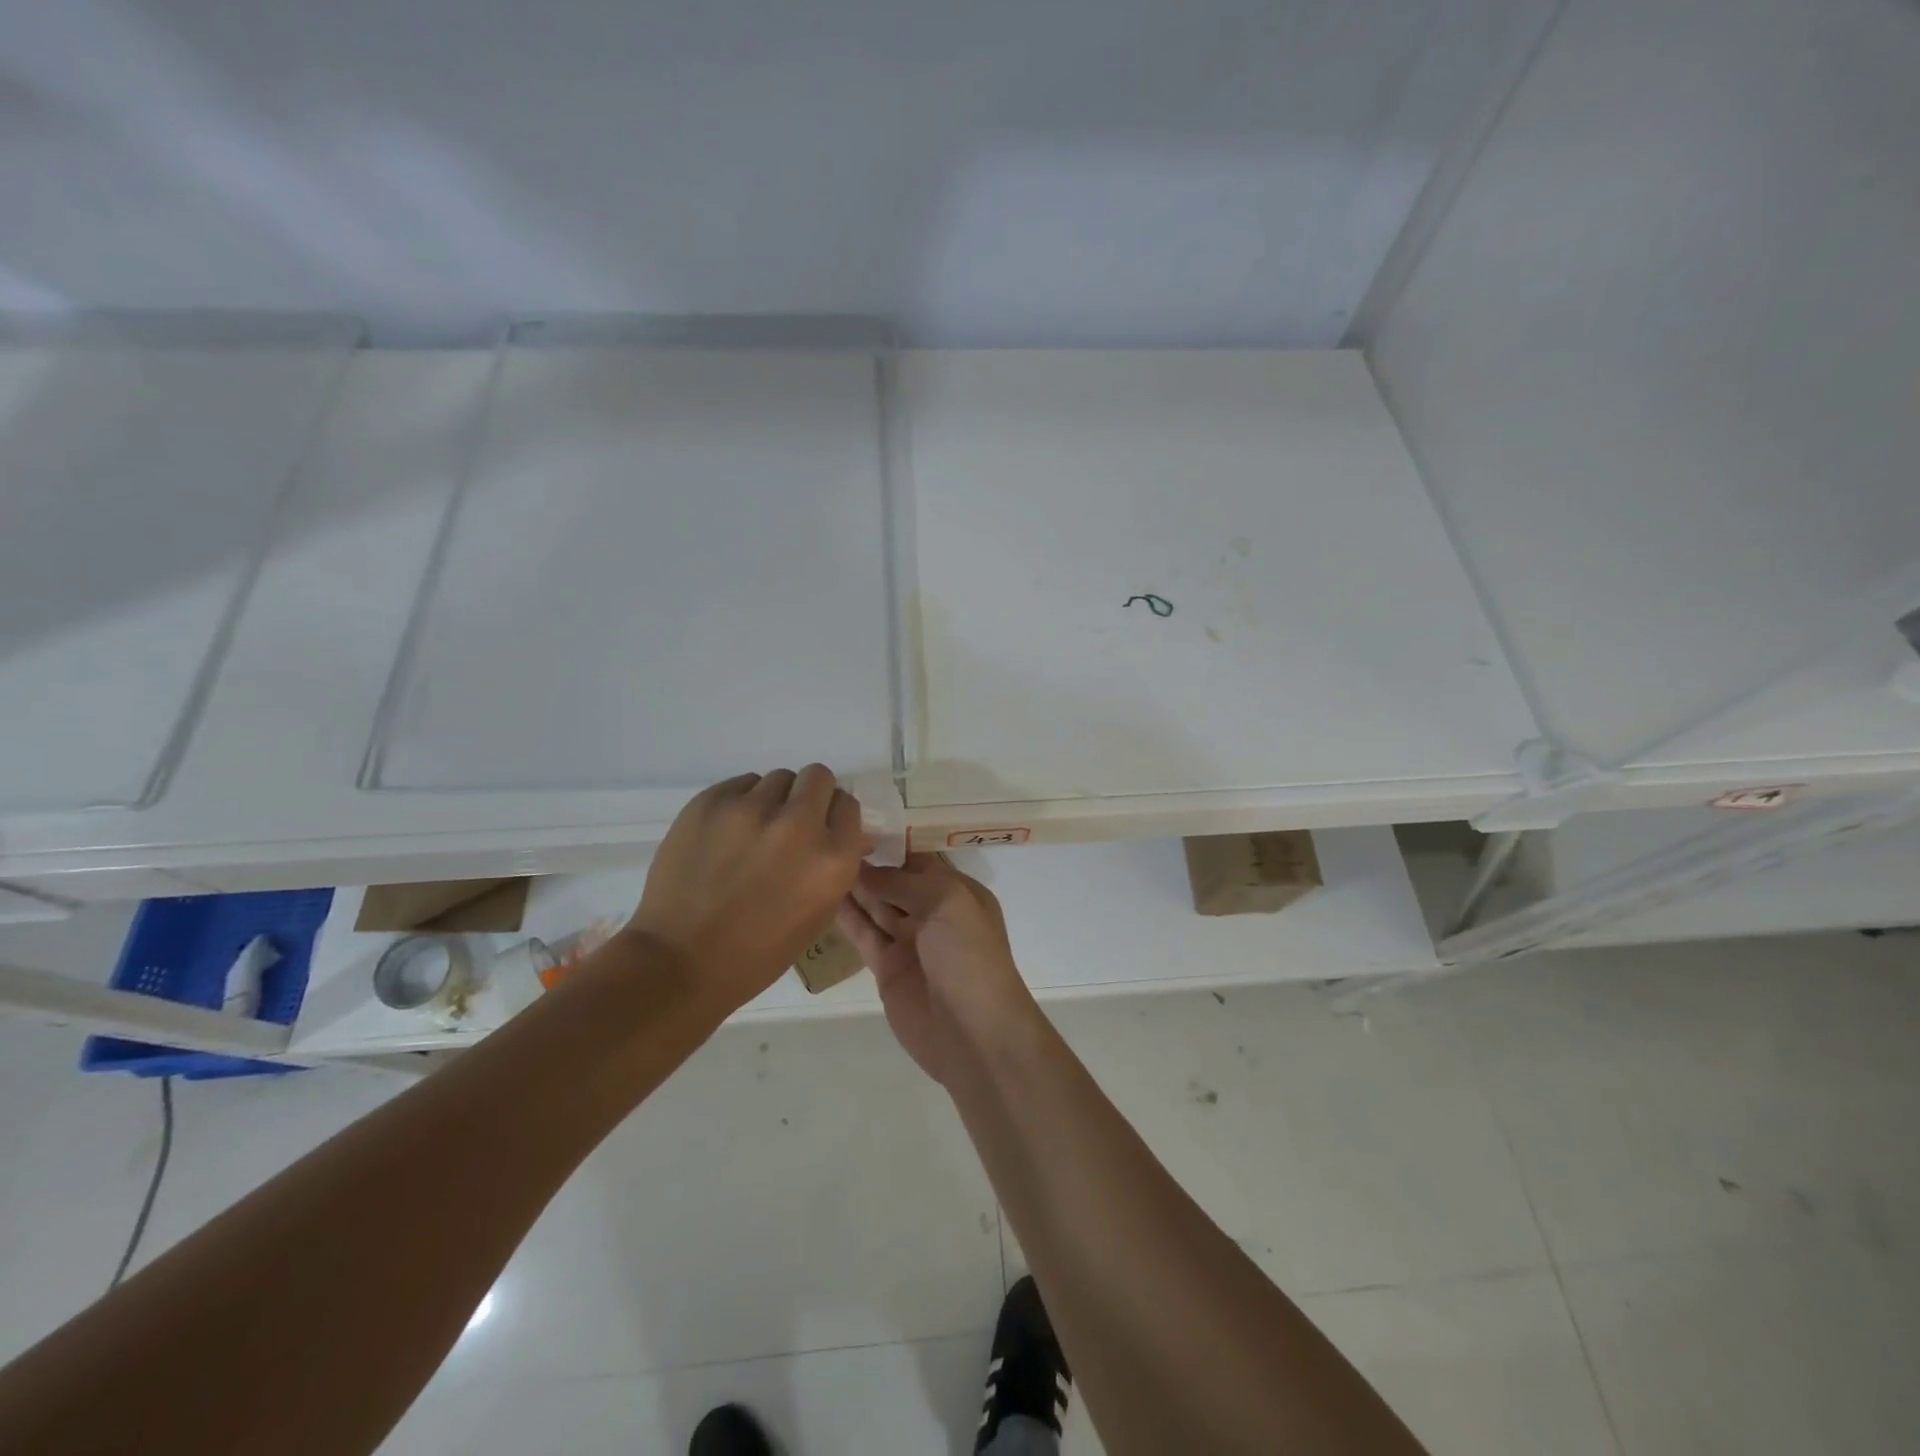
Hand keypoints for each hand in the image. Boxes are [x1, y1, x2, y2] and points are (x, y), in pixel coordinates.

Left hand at [629, 766, 865, 1010]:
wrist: (680, 961)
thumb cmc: (758, 952)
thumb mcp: (818, 914)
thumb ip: (835, 865)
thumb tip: (845, 832)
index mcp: (833, 859)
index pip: (847, 805)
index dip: (833, 816)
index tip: (818, 829)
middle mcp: (799, 824)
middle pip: (817, 777)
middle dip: (808, 796)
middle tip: (789, 822)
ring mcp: (752, 809)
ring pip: (776, 779)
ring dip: (773, 800)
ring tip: (751, 832)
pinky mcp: (711, 801)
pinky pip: (740, 785)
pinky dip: (739, 803)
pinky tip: (724, 836)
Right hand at [835, 853, 1041, 1084]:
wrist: (974, 1033)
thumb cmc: (969, 956)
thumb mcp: (946, 902)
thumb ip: (902, 882)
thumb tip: (865, 867)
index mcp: (958, 892)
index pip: (919, 858)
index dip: (891, 843)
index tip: (854, 822)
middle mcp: (934, 912)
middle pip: (894, 881)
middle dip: (867, 862)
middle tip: (824, 838)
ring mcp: (909, 941)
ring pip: (875, 905)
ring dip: (852, 885)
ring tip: (815, 859)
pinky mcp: (886, 968)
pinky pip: (863, 934)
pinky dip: (845, 916)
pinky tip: (819, 895)